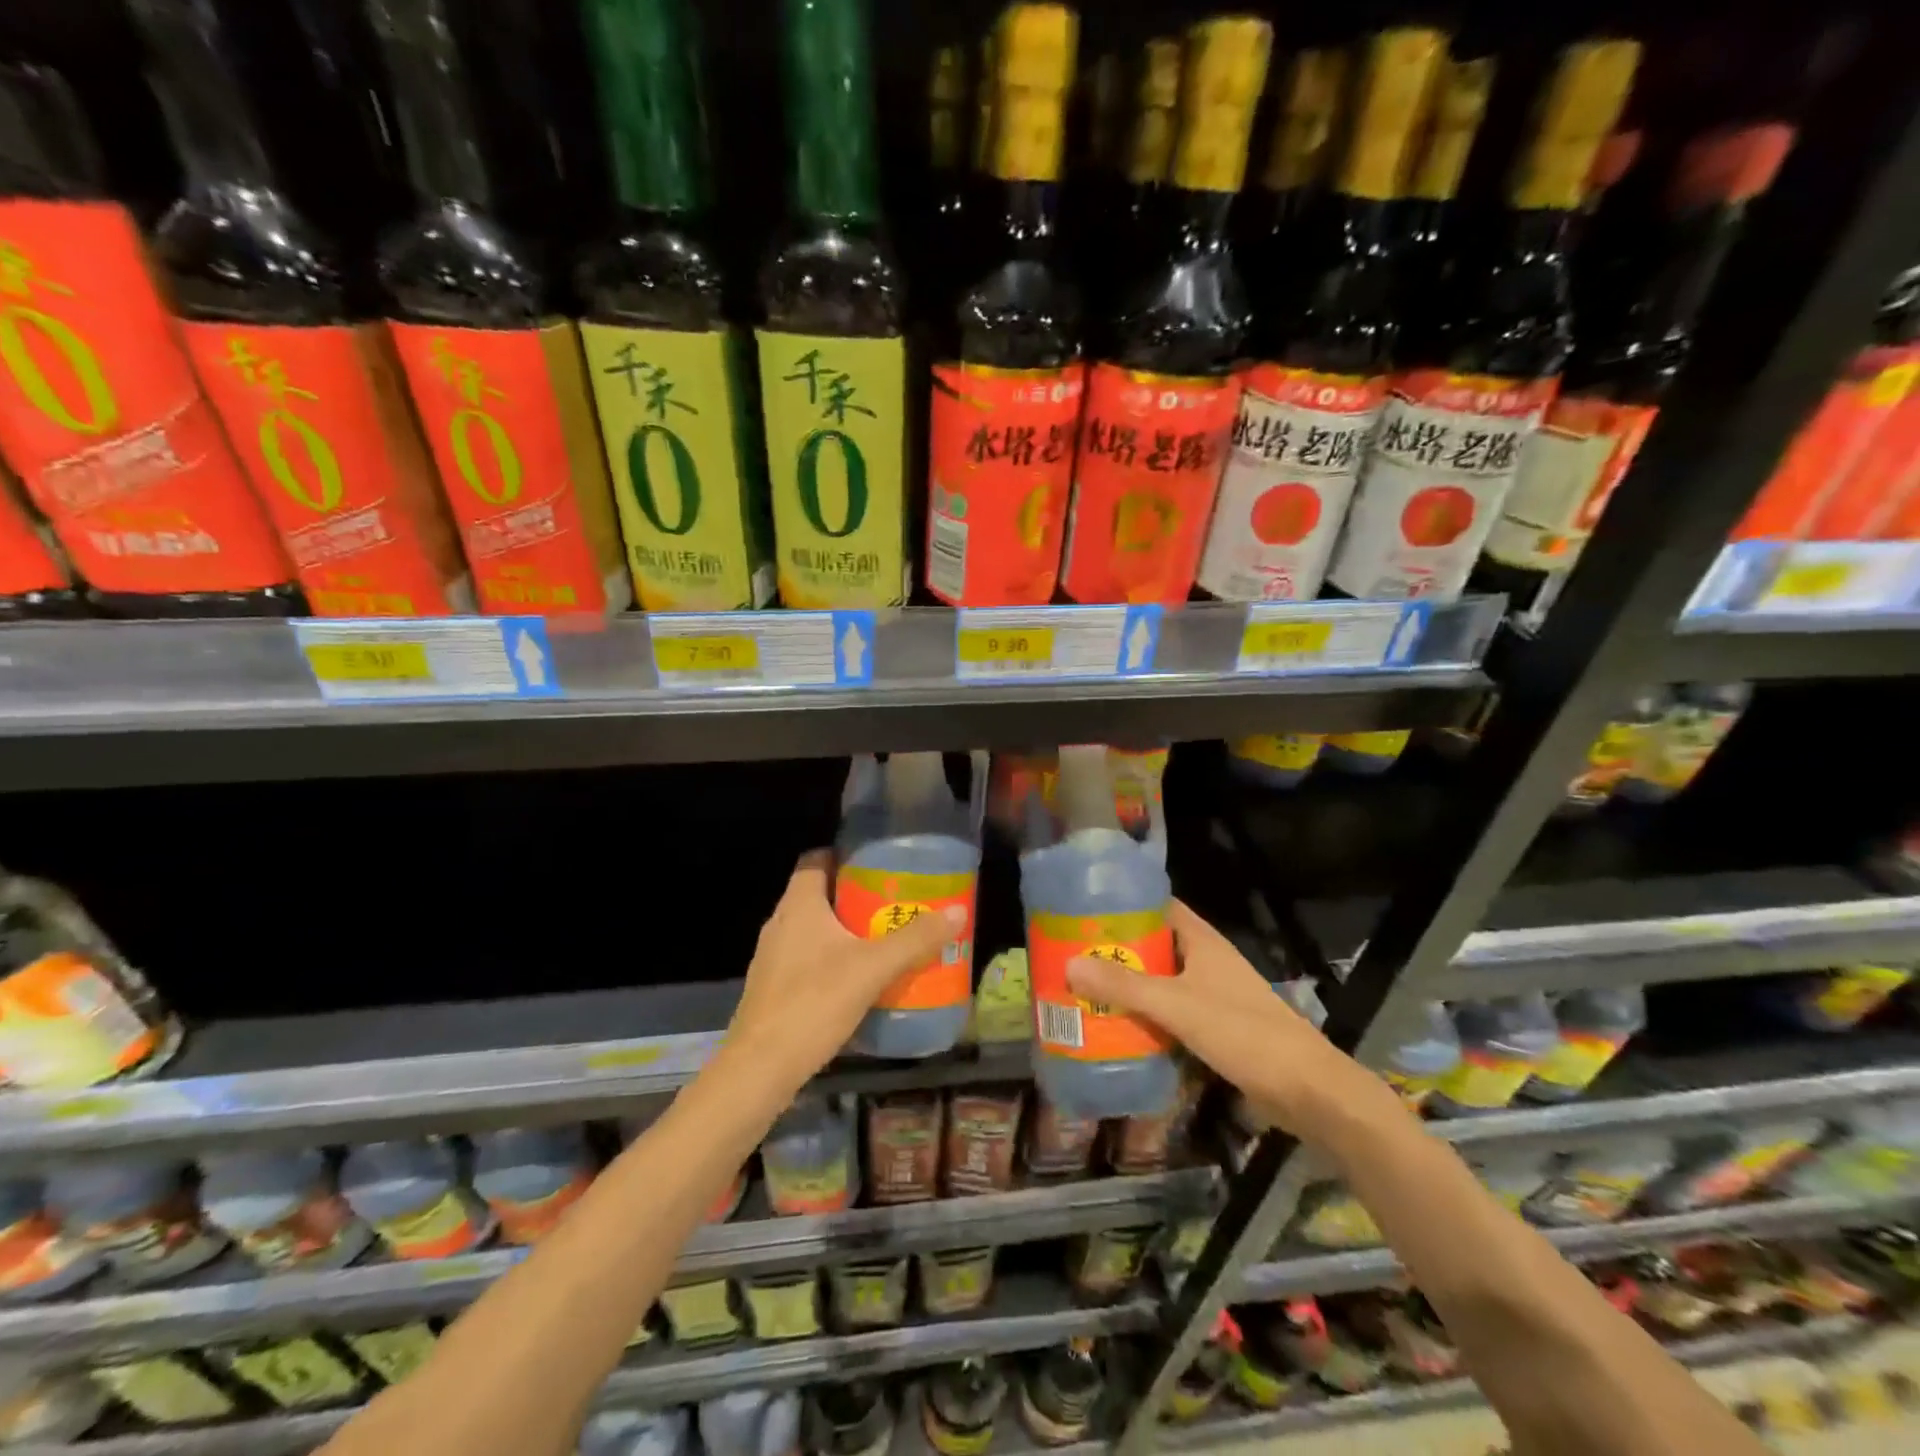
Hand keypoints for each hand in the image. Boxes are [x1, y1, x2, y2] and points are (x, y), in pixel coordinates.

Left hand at [728, 849, 965, 1093]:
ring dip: (847, 931)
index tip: (880, 864)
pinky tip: (862, 979)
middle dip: (857, 896)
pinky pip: (809, 959)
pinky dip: (834, 960)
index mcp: (799, 905)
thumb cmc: (813, 1003)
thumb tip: (957, 911)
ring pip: (815, 930)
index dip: (846, 856)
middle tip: (896, 902)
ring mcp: (773, 958)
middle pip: (820, 895)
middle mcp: (781, 923)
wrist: (760, 1070)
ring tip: (886, 938)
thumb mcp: (873, 968)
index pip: (817, 860)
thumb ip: (915, 939)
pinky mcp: (774, 988)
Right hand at [1066, 899, 1381, 1133]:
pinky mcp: (1218, 1028)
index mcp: (1203, 941)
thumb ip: (1124, 986)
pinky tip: (1120, 1028)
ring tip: (1086, 990)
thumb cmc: (1242, 1032)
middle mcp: (1208, 961)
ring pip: (1163, 981)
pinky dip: (1148, 1016)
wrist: (1307, 1090)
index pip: (1160, 906)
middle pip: (1156, 945)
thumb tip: (1069, 964)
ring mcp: (1214, 995)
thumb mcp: (1176, 1005)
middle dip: (1119, 949)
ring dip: (1131, 986)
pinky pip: (1173, 1013)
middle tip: (1075, 954)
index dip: (1125, 904)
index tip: (1086, 909)